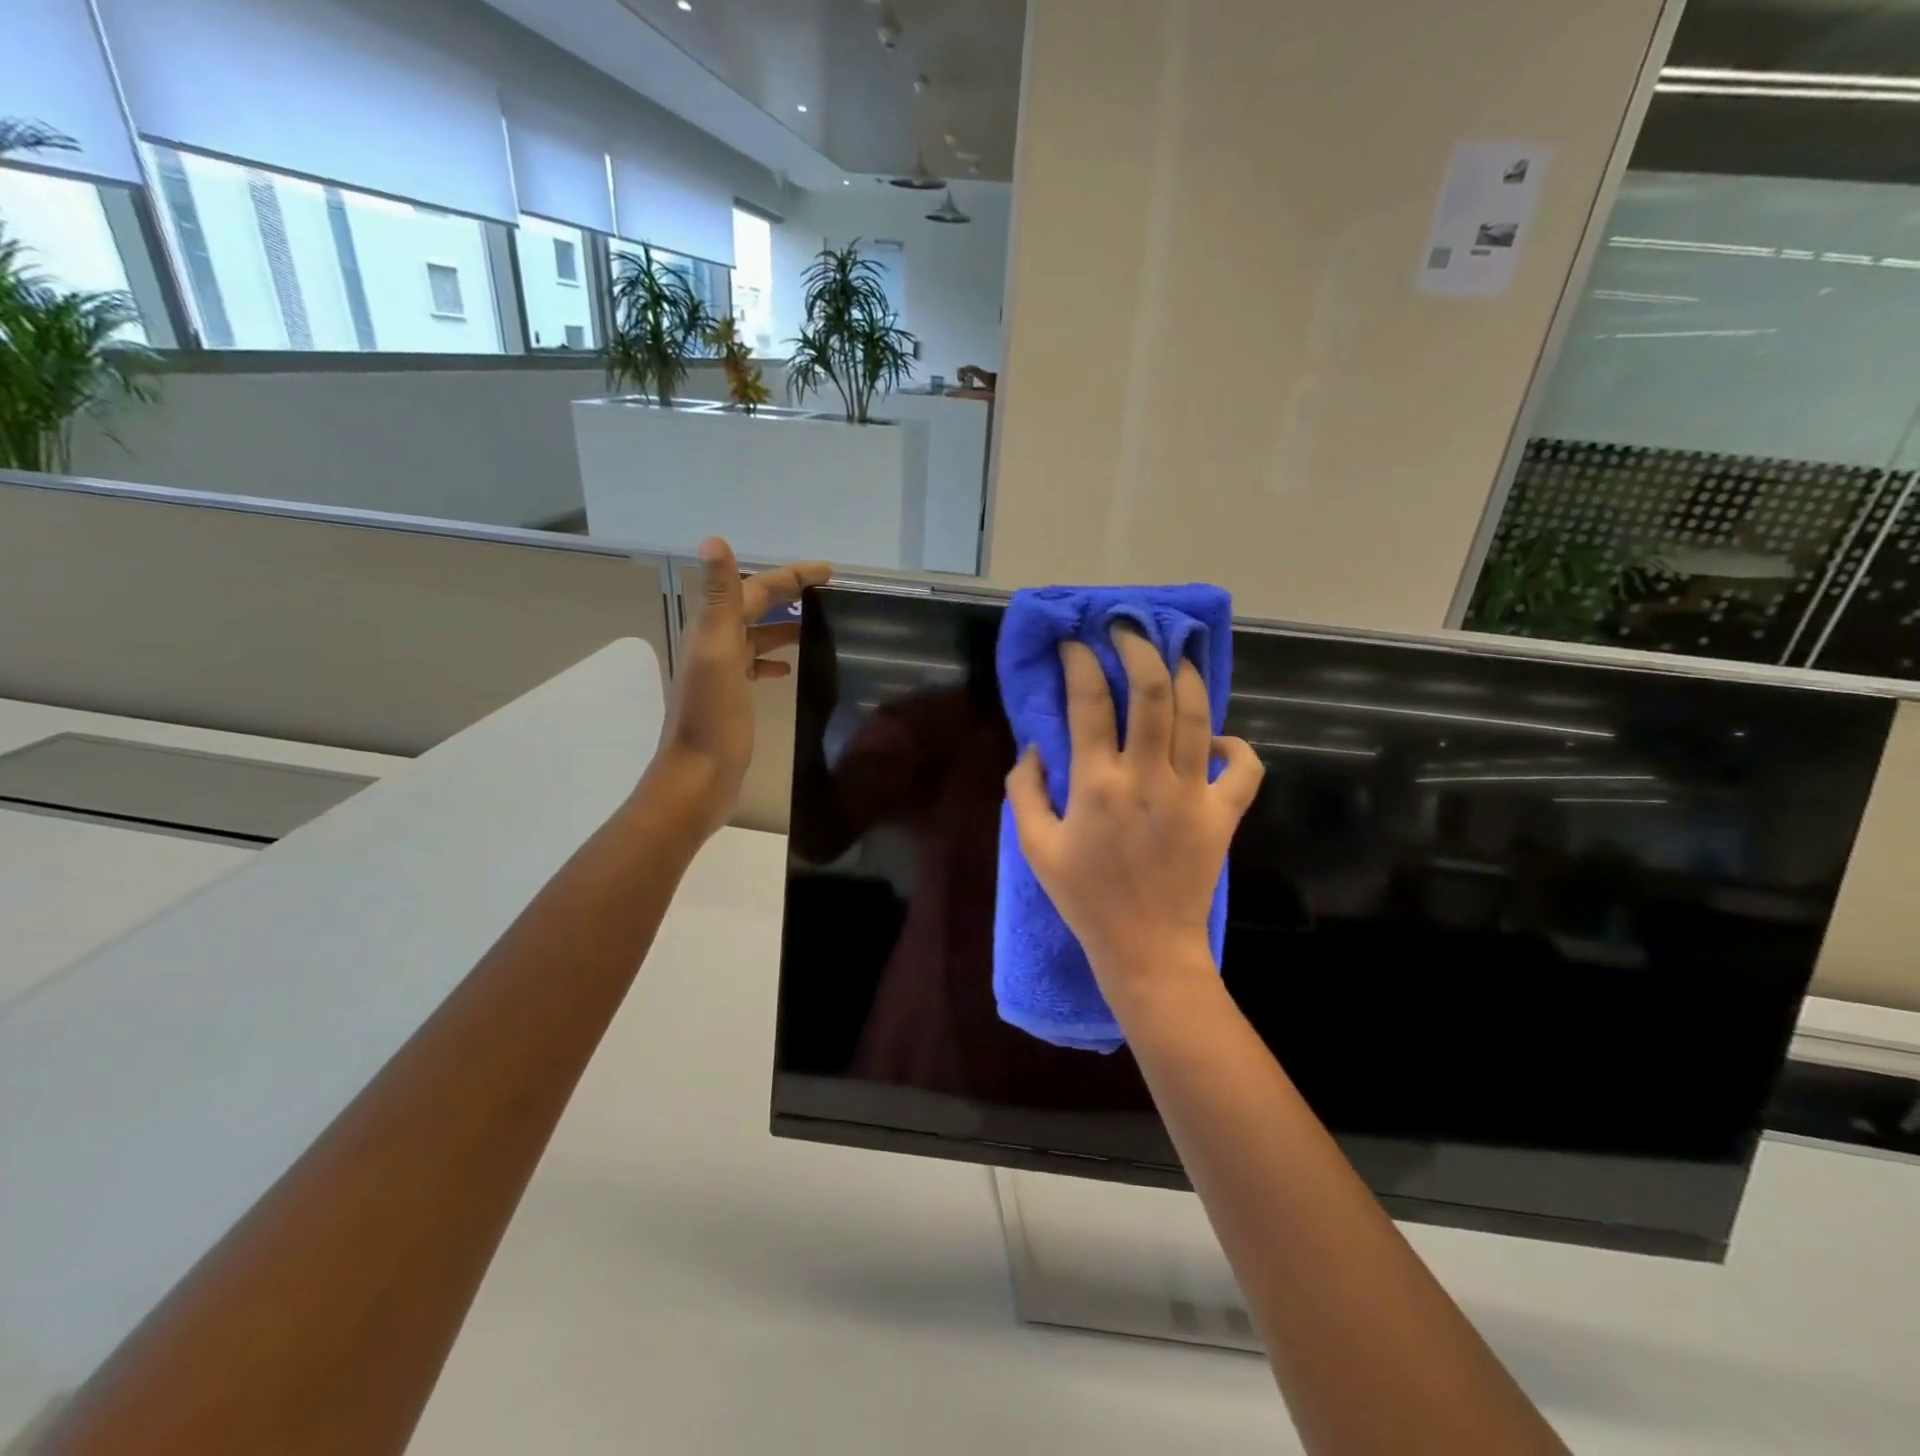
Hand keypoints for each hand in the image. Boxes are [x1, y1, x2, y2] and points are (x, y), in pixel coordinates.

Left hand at [645, 537, 828, 834]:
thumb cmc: (712, 716)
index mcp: (712, 629)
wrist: (699, 775)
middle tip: (827, 592)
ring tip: (816, 625)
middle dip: (788, 593)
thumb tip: (712, 539)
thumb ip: (719, 597)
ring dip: (783, 625)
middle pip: (754, 607)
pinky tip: (790, 670)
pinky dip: (774, 660)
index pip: (754, 588)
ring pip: (757, 636)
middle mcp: (714, 644)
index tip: (828, 572)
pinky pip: (755, 666)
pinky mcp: (732, 697)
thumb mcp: (717, 651)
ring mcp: (723, 672)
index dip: (789, 576)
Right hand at [1005, 627, 1263, 1013]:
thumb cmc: (1085, 898)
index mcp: (1097, 784)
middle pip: (1152, 692)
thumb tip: (1033, 747)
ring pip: (1197, 715)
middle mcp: (1148, 777)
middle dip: (1139, 648)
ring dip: (1185, 675)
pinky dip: (1235, 744)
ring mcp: (1193, 794)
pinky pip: (1243, 767)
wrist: (1146, 948)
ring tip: (1173, 655)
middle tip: (1128, 630)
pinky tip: (1213, 738)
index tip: (1074, 643)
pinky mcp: (1223, 815)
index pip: (1088, 702)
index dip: (1080, 662)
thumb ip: (1024, 790)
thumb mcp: (1036, 847)